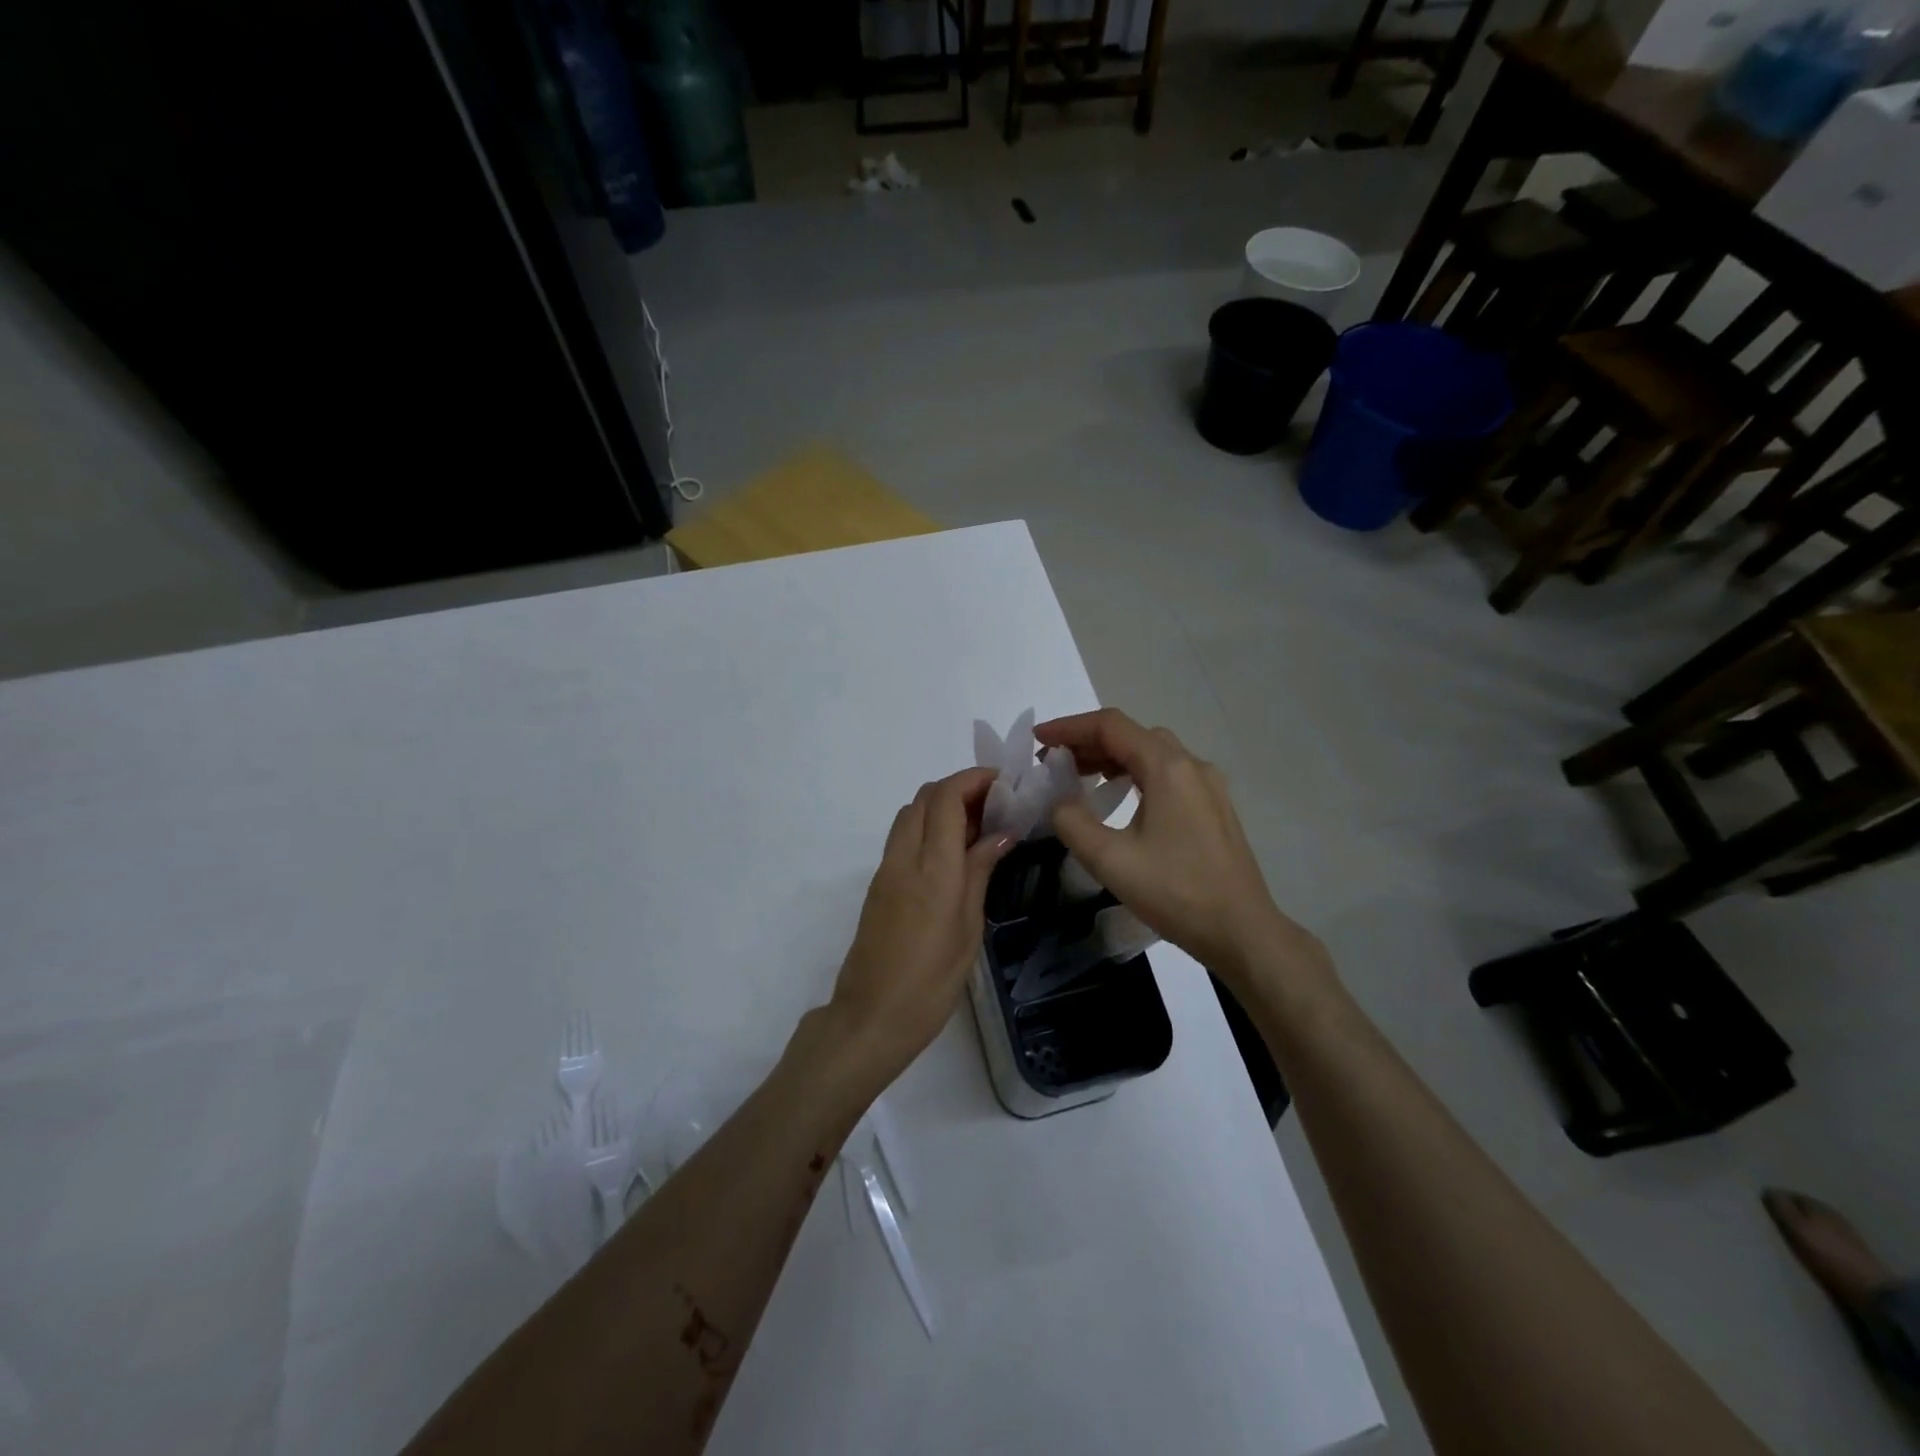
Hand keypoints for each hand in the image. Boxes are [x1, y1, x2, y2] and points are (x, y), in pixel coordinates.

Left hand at [827, 767, 1016, 1082]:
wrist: (871, 1016)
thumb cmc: (931, 981)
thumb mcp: (968, 928)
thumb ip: (979, 872)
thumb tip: (1001, 833)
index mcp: (932, 868)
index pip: (946, 798)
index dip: (973, 779)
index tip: (1003, 782)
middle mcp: (904, 857)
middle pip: (925, 797)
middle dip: (960, 787)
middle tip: (996, 805)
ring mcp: (886, 869)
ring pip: (911, 813)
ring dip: (942, 806)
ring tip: (979, 827)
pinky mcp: (878, 884)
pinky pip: (904, 837)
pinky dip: (929, 827)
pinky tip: (954, 852)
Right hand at [1036, 709, 1331, 992]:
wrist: (1241, 931)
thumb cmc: (1175, 892)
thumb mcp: (1110, 860)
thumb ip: (1072, 822)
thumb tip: (1060, 802)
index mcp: (1167, 768)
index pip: (1111, 726)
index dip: (1069, 727)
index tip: (1038, 740)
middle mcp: (1191, 765)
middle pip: (1132, 735)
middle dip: (1088, 741)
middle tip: (1054, 762)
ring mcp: (1207, 786)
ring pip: (1152, 753)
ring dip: (1112, 757)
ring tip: (1079, 776)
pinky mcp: (1213, 807)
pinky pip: (1167, 773)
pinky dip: (1135, 773)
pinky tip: (1120, 797)